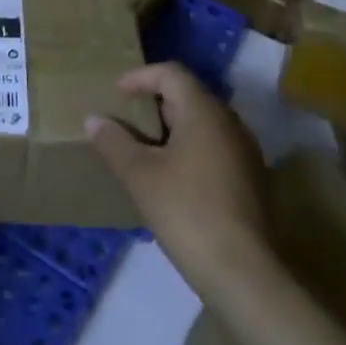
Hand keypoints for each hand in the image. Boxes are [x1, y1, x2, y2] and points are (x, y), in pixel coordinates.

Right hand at [88, 62, 271, 296]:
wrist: (242, 271)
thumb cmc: (186, 211)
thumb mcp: (140, 175)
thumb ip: (114, 142)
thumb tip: (93, 120)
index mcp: (204, 112)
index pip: (171, 73)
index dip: (140, 77)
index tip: (117, 93)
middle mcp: (230, 122)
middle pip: (189, 95)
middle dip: (156, 101)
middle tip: (127, 117)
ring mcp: (246, 151)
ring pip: (204, 122)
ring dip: (173, 126)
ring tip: (144, 146)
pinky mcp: (252, 179)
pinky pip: (215, 146)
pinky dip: (190, 147)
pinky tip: (171, 175)